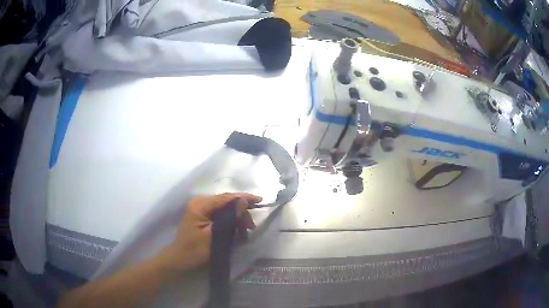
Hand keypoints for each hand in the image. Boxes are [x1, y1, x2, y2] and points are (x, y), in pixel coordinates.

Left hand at [158, 193, 261, 272]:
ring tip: (245, 231)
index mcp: (200, 205)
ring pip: (224, 209)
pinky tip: (236, 231)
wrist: (179, 260)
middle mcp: (200, 203)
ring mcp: (200, 209)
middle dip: (240, 212)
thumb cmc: (195, 250)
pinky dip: (230, 222)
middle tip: (251, 227)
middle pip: (225, 202)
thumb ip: (229, 218)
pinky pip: (220, 215)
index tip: (260, 200)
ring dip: (236, 218)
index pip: (225, 197)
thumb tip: (243, 202)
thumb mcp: (214, 235)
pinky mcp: (202, 217)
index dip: (243, 198)